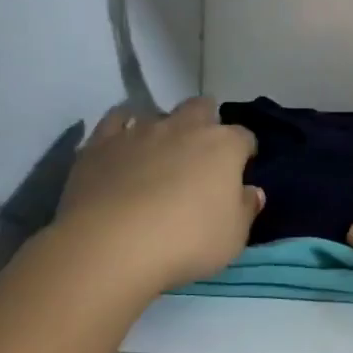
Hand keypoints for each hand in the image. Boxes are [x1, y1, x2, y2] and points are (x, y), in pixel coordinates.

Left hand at [51, 98, 262, 296]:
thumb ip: (245, 209)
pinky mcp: (101, 143)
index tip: (240, 170)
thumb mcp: (233, 237)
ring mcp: (140, 131)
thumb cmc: (186, 241)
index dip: (244, 152)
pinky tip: (122, 145)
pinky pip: (115, 121)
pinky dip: (122, 128)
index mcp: (223, 146)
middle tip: (200, 153)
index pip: (244, 137)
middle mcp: (184, 127)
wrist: (111, 245)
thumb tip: (251, 191)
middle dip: (205, 122)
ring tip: (158, 155)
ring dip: (163, 129)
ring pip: (158, 114)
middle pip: (201, 107)